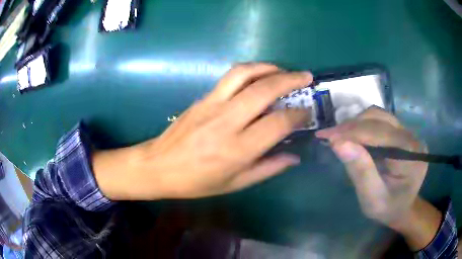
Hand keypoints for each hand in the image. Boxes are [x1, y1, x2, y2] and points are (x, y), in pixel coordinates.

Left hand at [94, 63, 312, 199]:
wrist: (159, 166)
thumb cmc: (197, 182)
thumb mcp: (235, 184)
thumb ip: (268, 168)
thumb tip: (294, 157)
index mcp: (237, 149)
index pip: (278, 123)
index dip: (298, 115)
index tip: (307, 112)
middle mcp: (226, 121)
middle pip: (264, 90)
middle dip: (290, 80)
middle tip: (306, 77)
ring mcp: (212, 105)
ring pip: (244, 74)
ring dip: (268, 67)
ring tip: (283, 71)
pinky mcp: (202, 98)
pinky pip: (229, 77)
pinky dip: (250, 71)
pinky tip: (259, 76)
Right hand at [316, 107, 427, 227]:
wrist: (402, 208)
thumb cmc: (388, 209)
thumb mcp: (372, 199)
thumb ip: (361, 172)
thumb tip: (338, 143)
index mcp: (411, 155)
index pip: (379, 133)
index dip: (351, 132)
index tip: (325, 136)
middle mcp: (412, 137)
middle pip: (379, 119)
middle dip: (351, 126)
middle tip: (329, 136)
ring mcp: (407, 132)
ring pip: (378, 115)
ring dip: (356, 123)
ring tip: (339, 136)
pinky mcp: (401, 132)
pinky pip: (380, 120)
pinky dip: (362, 125)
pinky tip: (353, 136)